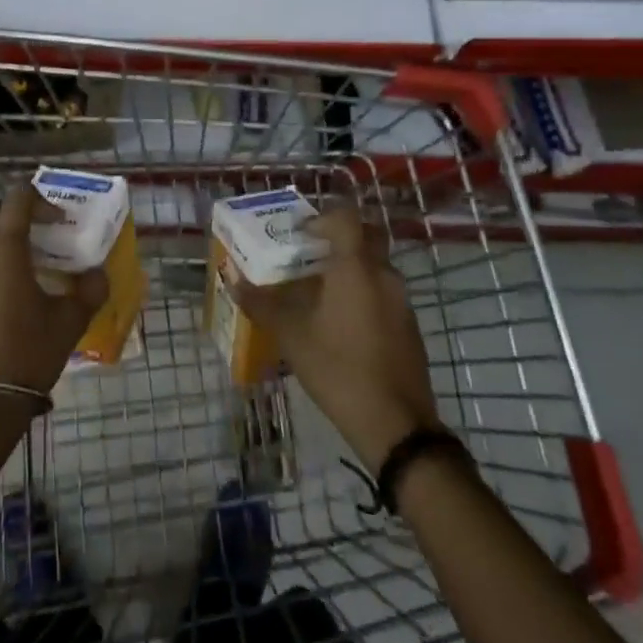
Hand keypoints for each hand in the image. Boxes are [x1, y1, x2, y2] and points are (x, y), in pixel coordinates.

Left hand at [0, 184, 109, 397]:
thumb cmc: (27, 352)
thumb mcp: (69, 322)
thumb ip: (89, 291)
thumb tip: (98, 275)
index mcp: (4, 248)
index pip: (17, 198)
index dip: (40, 200)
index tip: (59, 221)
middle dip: (6, 210)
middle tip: (32, 228)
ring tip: (26, 263)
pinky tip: (9, 292)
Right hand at [226, 205, 438, 466]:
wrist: (396, 424)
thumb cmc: (338, 368)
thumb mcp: (292, 335)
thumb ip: (262, 303)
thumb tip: (232, 279)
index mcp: (356, 268)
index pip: (345, 217)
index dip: (321, 217)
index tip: (300, 235)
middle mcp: (384, 275)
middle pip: (364, 237)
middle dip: (337, 239)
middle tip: (308, 255)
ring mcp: (402, 302)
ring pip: (375, 266)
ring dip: (349, 268)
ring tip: (317, 291)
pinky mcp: (409, 327)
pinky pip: (383, 292)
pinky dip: (362, 293)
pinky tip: (340, 323)